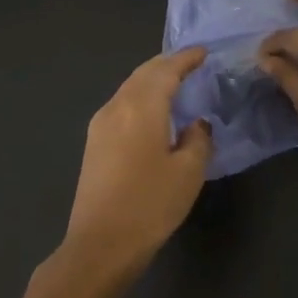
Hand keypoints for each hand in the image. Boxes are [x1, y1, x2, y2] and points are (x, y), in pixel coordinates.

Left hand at [60, 48, 213, 277]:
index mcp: (141, 107)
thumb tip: (196, 124)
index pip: (166, 71)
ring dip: (151, 80)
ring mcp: (100, 125)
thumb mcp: (188, 172)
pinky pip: (121, 105)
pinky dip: (140, 98)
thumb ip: (198, 139)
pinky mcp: (94, 144)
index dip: (186, 59)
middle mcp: (116, 107)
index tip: (203, 52)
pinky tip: (153, 111)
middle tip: (190, 63)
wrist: (100, 244)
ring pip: (129, 88)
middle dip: (167, 65)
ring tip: (175, 83)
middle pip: (143, 74)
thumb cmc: (150, 204)